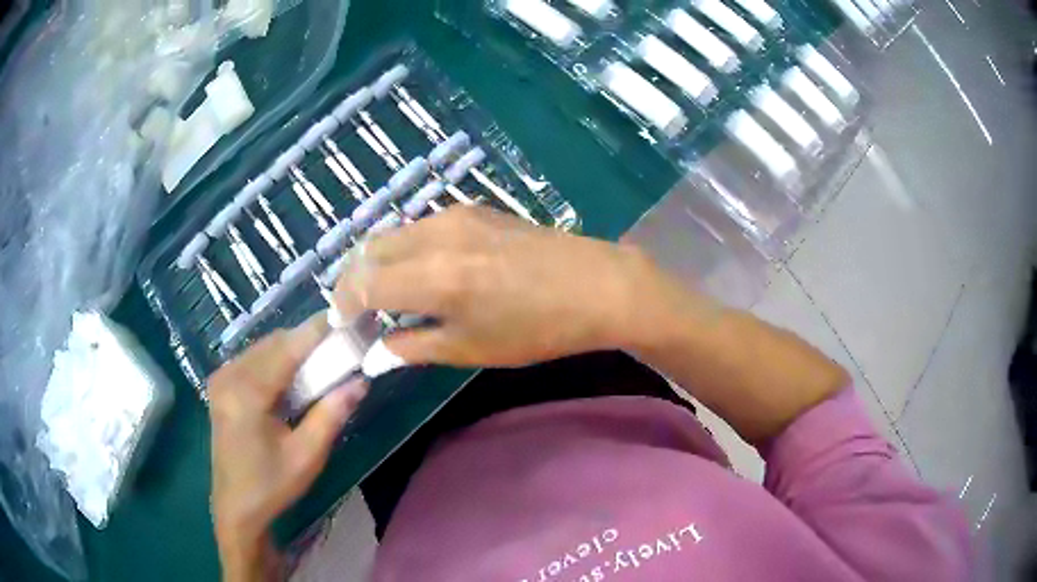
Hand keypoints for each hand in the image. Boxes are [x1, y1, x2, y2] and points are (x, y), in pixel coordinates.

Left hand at [208, 315, 368, 579]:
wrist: (236, 505)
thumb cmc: (271, 485)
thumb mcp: (307, 455)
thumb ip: (332, 414)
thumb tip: (361, 381)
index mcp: (247, 391)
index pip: (289, 347)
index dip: (320, 330)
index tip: (349, 319)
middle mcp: (230, 374)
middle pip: (276, 342)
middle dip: (309, 341)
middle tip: (341, 350)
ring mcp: (222, 377)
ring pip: (265, 347)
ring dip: (294, 350)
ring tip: (323, 364)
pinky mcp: (221, 384)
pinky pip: (254, 359)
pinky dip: (278, 361)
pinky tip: (294, 379)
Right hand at [334, 206, 668, 368]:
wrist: (596, 285)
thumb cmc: (536, 328)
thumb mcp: (471, 348)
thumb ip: (413, 348)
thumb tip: (374, 355)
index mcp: (432, 276)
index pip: (362, 284)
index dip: (344, 306)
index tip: (345, 326)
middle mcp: (434, 235)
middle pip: (369, 250)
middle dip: (354, 280)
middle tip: (359, 311)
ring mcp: (455, 215)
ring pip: (393, 234)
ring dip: (378, 262)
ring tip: (387, 294)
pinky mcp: (473, 209)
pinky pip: (420, 226)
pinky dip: (405, 248)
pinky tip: (420, 271)